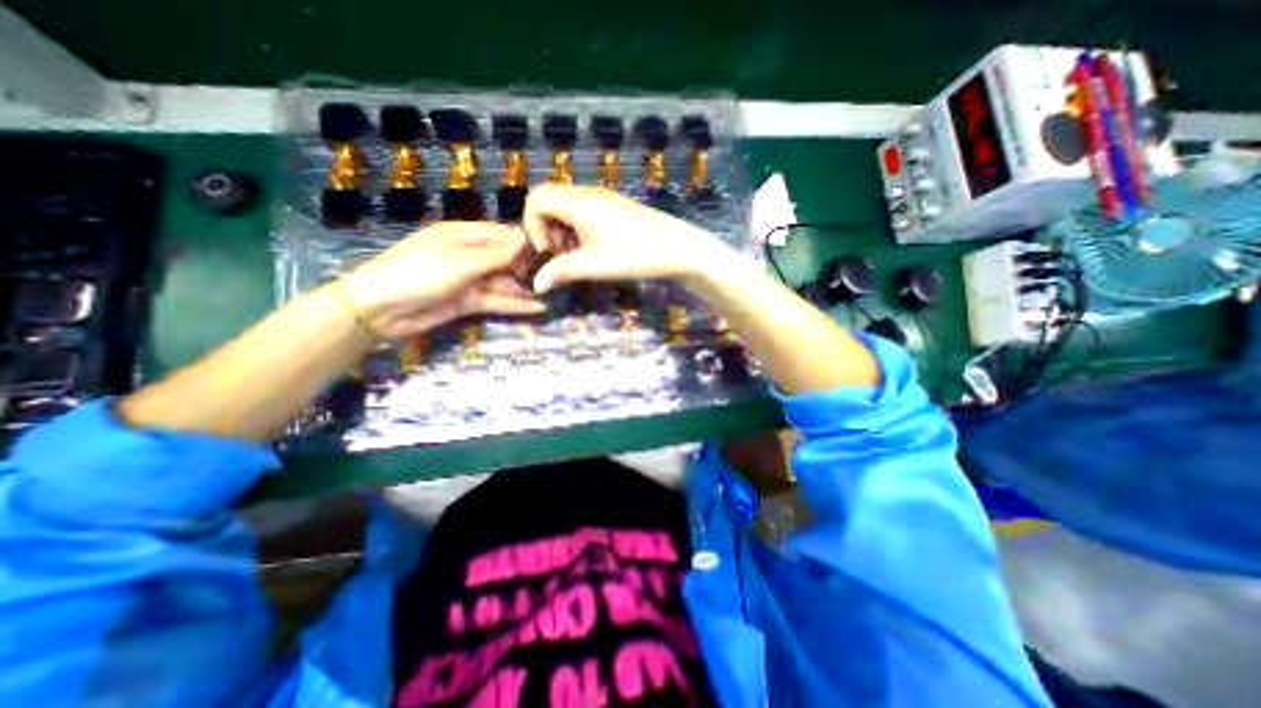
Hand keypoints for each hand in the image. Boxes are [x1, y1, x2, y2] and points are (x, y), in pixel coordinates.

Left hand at [341, 220, 548, 340]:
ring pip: (504, 283)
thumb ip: (495, 255)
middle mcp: (469, 256)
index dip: (525, 244)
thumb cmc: (417, 274)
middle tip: (554, 280)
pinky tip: (537, 308)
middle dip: (528, 269)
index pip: (502, 235)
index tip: (551, 254)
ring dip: (525, 289)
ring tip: (551, 296)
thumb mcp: (459, 262)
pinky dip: (515, 305)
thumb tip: (525, 239)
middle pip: (506, 260)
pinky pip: (497, 301)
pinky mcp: (469, 302)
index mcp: (463, 235)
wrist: (379, 310)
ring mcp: (470, 280)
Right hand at [523, 186, 728, 292]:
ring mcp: (602, 198)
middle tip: (563, 257)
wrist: (678, 248)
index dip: (533, 225)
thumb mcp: (594, 266)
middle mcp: (587, 193)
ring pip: (566, 207)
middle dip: (547, 230)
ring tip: (578, 257)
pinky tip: (594, 250)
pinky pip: (583, 211)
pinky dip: (578, 230)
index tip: (549, 252)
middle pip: (549, 201)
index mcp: (578, 202)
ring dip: (563, 232)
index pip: (536, 198)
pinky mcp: (614, 206)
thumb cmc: (635, 255)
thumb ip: (561, 272)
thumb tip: (537, 285)